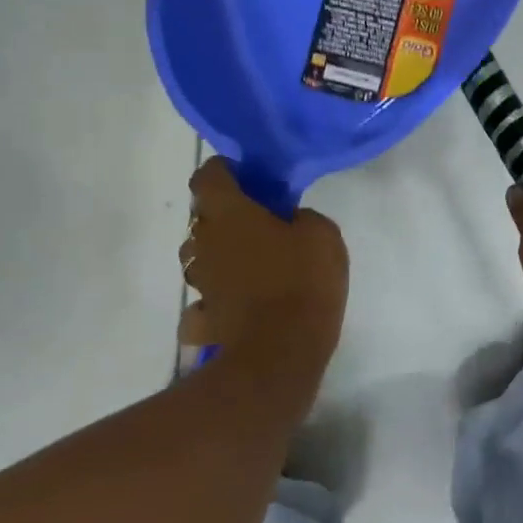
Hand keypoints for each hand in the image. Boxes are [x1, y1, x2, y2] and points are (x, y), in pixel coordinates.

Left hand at [179, 157, 348, 371]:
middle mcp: (204, 243)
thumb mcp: (323, 234)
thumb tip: (290, 221)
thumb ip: (303, 217)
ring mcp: (200, 282)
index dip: (224, 171)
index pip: (209, 176)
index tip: (247, 177)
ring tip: (251, 264)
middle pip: (202, 218)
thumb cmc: (302, 280)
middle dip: (224, 215)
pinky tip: (237, 305)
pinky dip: (215, 301)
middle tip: (259, 222)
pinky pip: (203, 302)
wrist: (281, 351)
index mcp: (229, 213)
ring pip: (199, 257)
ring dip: (219, 255)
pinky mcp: (204, 317)